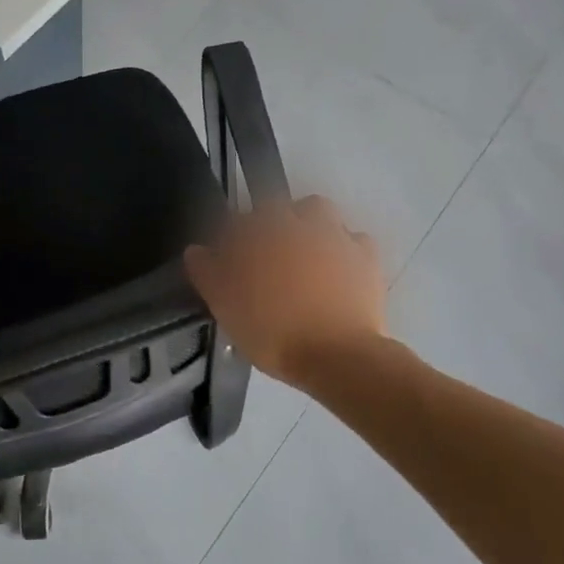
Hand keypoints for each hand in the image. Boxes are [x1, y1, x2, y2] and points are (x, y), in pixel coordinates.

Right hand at [184, 196, 388, 387]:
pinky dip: (344, 249)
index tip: (229, 262)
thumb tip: (196, 250)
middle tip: (267, 256)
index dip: (231, 239)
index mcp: (260, 232)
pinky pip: (354, 241)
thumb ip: (207, 272)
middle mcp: (297, 223)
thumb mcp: (224, 306)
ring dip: (309, 224)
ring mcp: (335, 237)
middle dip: (271, 223)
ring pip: (320, 212)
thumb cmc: (271, 330)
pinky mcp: (367, 258)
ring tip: (304, 253)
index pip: (237, 221)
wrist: (337, 355)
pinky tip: (338, 269)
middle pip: (279, 207)